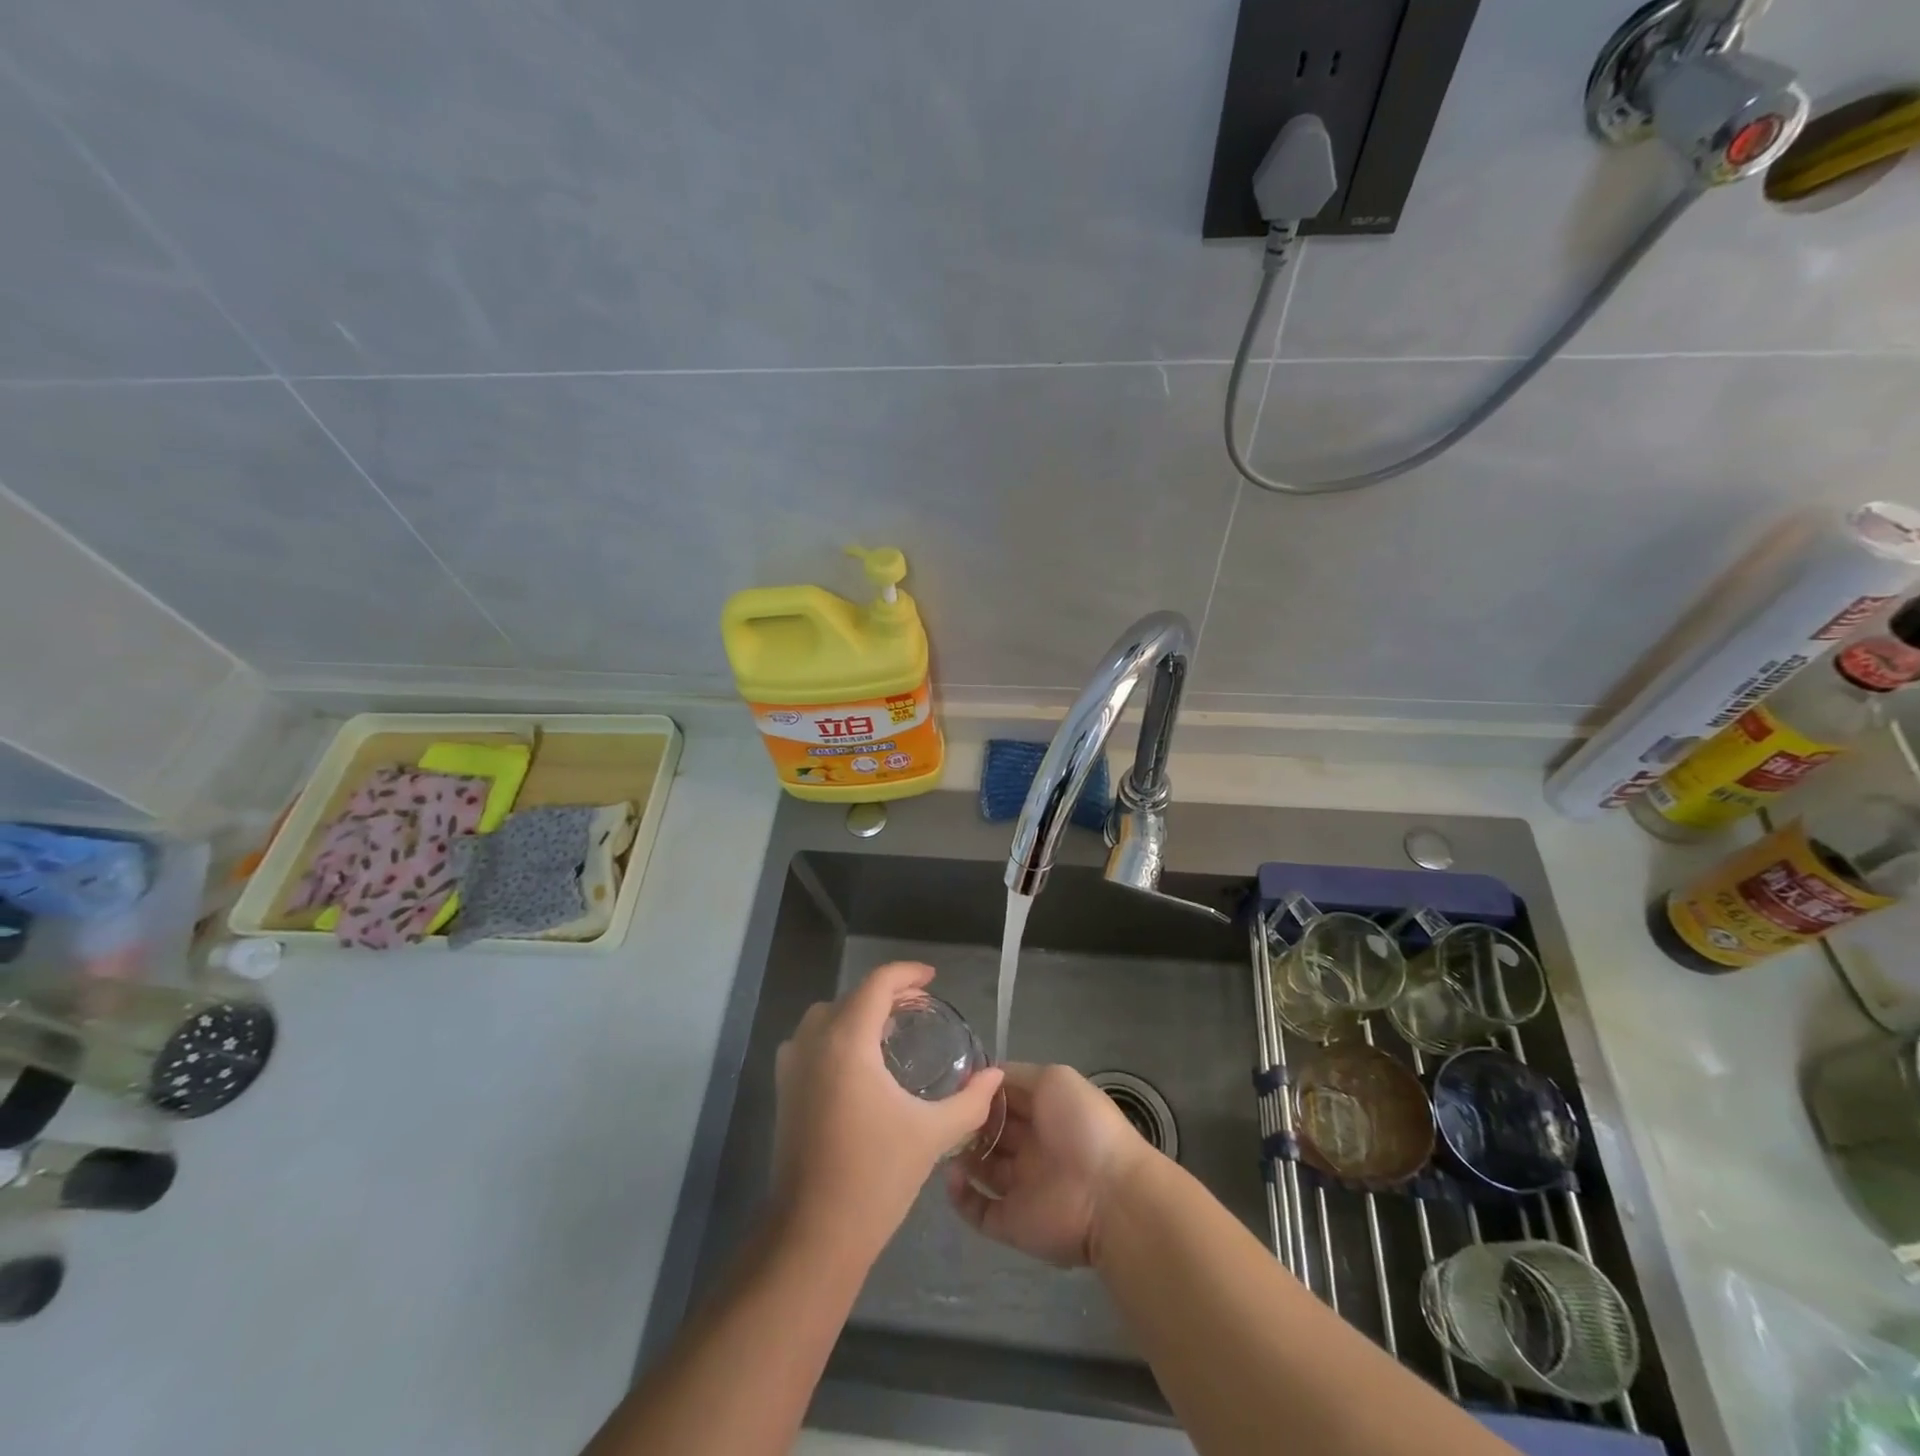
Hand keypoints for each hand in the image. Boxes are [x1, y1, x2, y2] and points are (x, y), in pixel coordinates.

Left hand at [772, 962, 1003, 1260]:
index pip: (876, 985)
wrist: (813, 1235)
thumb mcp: (932, 1134)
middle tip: (918, 1006)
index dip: (906, 974)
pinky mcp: (784, 1091)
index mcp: (847, 1042)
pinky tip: (861, 1064)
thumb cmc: (875, 1177)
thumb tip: (995, 1076)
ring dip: (857, 1013)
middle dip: (885, 993)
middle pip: (851, 997)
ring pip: (826, 1017)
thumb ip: (969, 1101)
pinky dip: (836, 1035)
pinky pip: (811, 1042)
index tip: (932, 979)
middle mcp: (813, 1043)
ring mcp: (792, 1067)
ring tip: (890, 1030)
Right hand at [945, 1062, 1151, 1266]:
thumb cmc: (1083, 1126)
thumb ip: (1018, 1075)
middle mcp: (1032, 1146)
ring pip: (981, 1168)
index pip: (1006, 1098)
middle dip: (969, 1121)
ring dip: (961, 1155)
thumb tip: (983, 1078)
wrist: (1108, 1196)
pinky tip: (952, 1176)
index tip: (956, 1084)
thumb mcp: (1054, 1079)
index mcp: (1046, 1112)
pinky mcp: (1011, 1222)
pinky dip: (960, 1196)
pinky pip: (978, 1210)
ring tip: (944, 1141)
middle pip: (991, 1131)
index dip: (982, 1091)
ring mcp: (1021, 1186)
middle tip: (946, 1113)